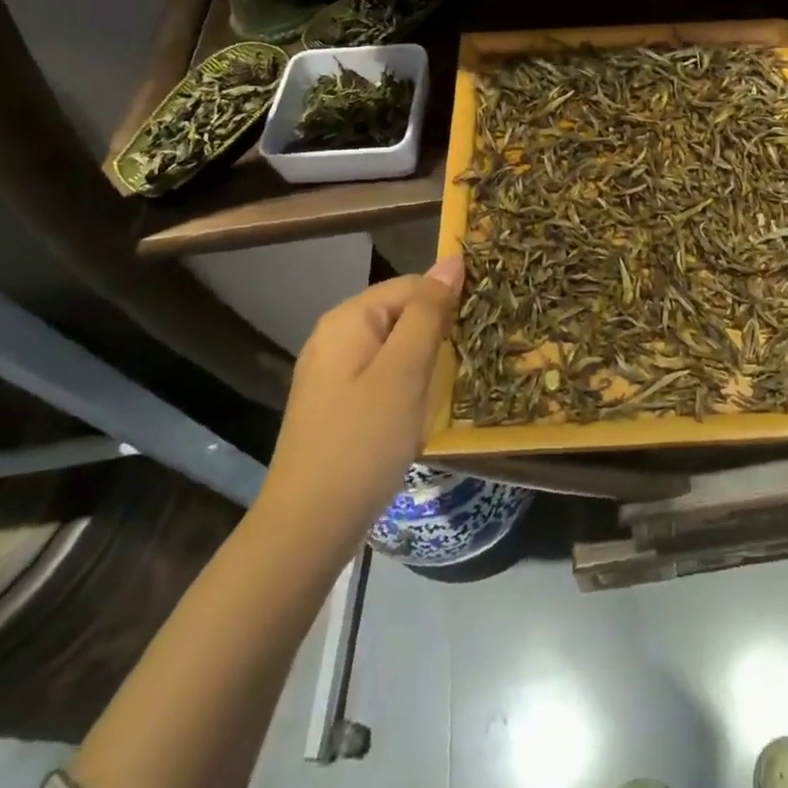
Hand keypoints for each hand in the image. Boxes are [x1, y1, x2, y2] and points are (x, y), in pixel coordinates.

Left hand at [255, 257, 463, 547]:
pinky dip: (406, 383)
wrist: (308, 526)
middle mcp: (335, 335)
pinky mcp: (335, 403)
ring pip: (394, 346)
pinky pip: (381, 374)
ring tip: (451, 384)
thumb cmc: (363, 441)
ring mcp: (331, 371)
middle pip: (400, 313)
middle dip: (436, 332)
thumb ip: (429, 312)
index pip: (412, 285)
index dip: (448, 301)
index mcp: (348, 318)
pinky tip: (419, 408)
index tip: (480, 330)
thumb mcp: (404, 371)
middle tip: (469, 360)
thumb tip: (452, 260)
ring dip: (424, 360)